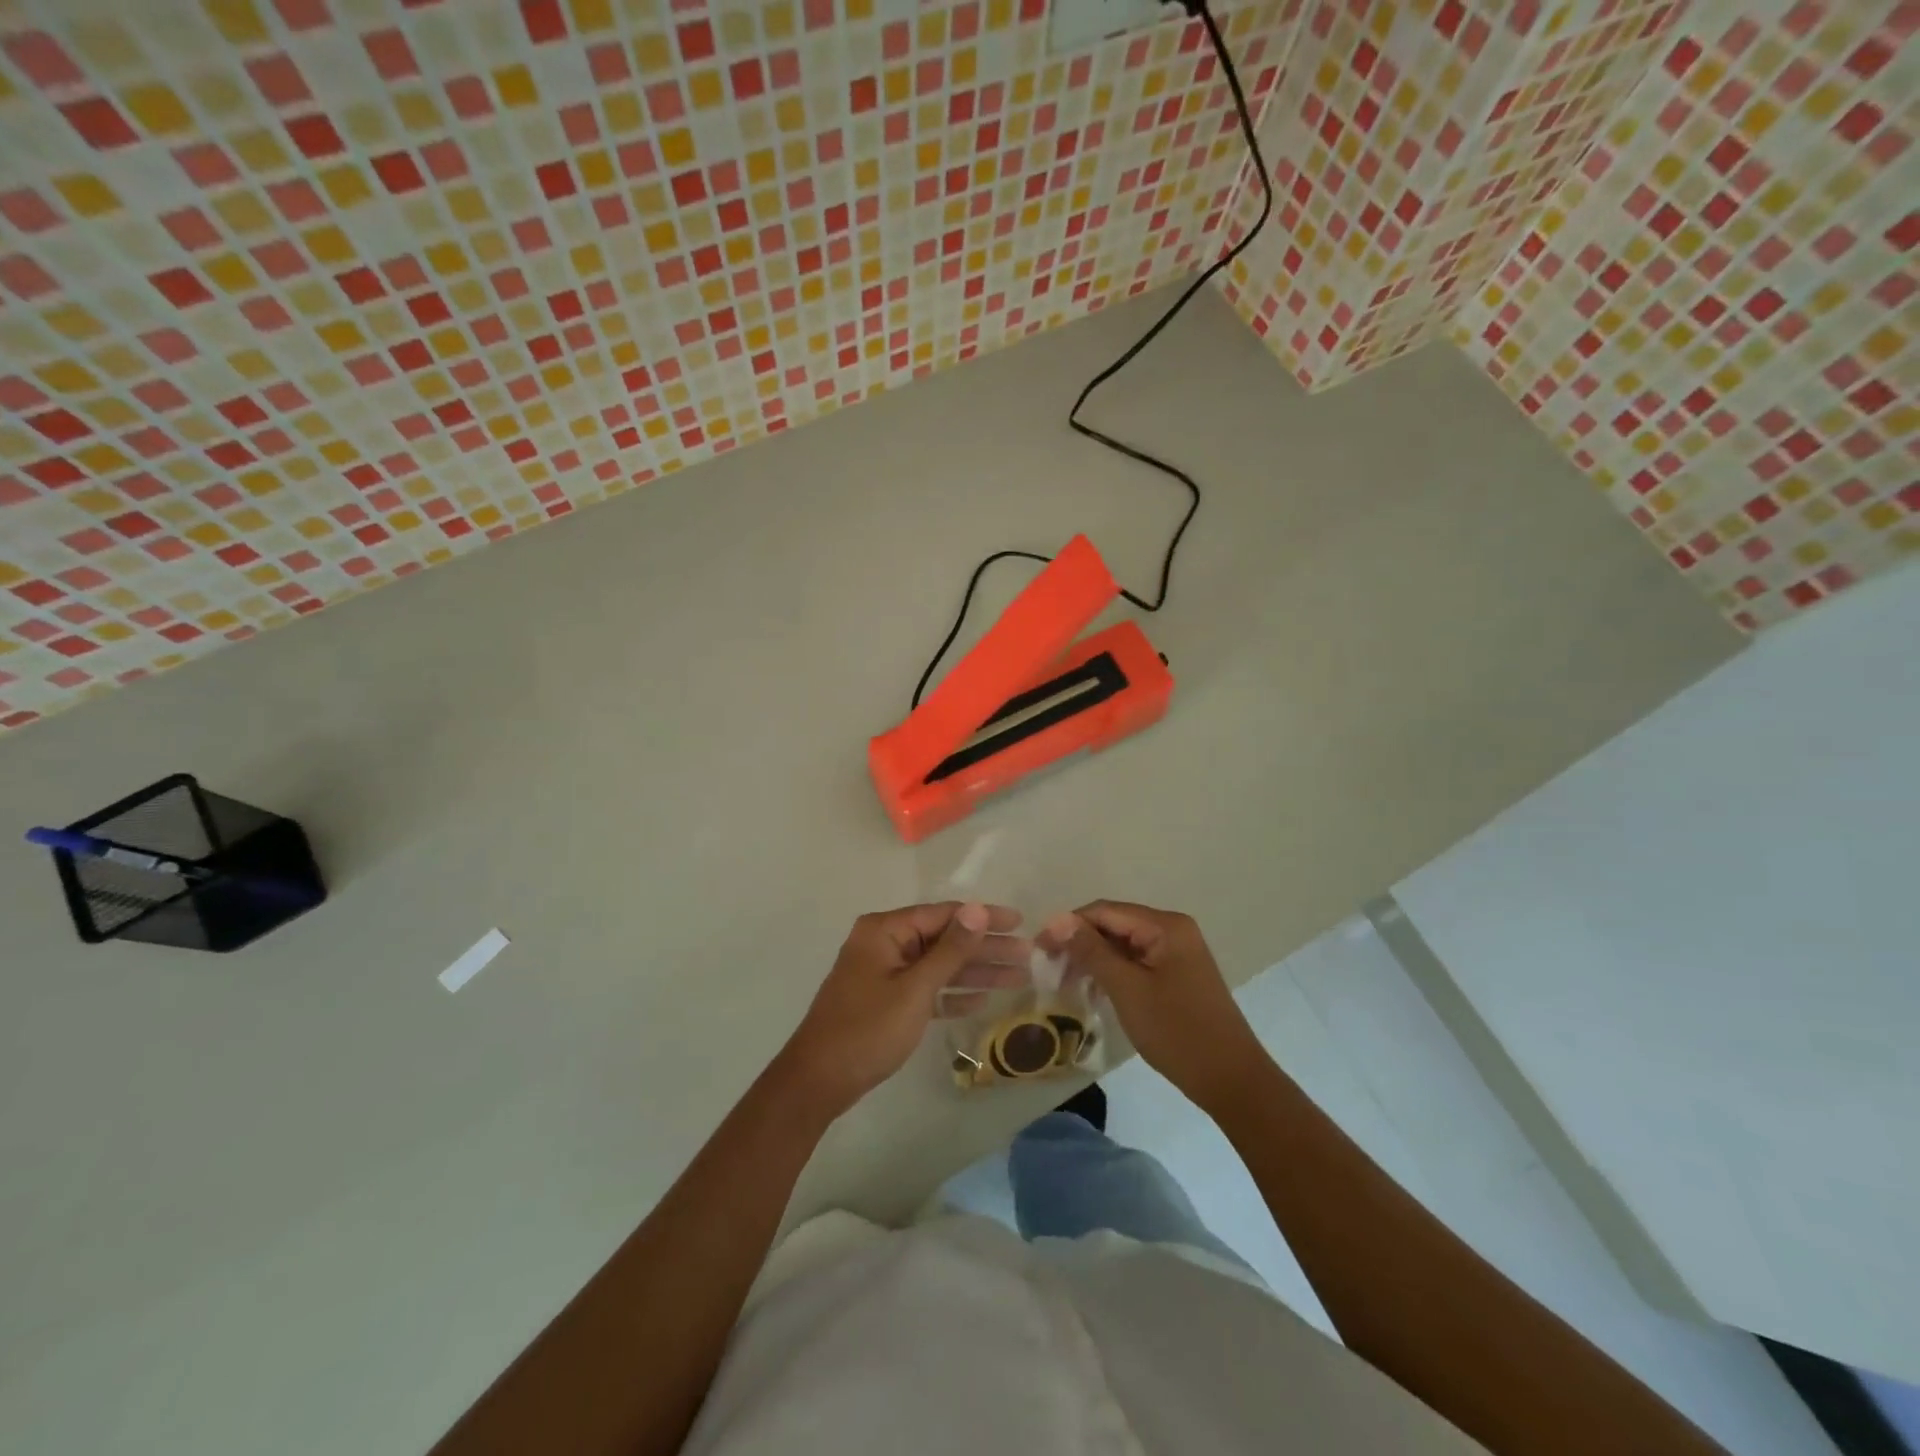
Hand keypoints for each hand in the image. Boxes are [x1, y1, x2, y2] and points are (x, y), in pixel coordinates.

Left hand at [778, 902, 1027, 1114]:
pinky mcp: (885, 1000)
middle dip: (985, 948)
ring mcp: (884, 972)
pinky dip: (950, 993)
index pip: (944, 914)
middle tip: (1028, 955)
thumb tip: (978, 909)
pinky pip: (925, 988)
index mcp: (885, 930)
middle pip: (944, 939)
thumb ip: (950, 949)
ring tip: (1018, 978)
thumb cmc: (867, 1030)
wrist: (818, 1082)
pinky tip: (981, 1000)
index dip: (984, 918)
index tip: (1020, 922)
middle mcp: (884, 943)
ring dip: (975, 972)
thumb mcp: (915, 988)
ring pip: (938, 966)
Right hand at [1040, 901, 1269, 1111]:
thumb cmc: (1177, 1031)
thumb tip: (1056, 919)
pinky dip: (1113, 972)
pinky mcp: (1178, 974)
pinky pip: (1137, 962)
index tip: (1039, 950)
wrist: (1232, 1081)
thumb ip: (1091, 951)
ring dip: (1094, 960)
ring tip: (1067, 983)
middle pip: (1114, 924)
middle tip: (1050, 971)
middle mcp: (1173, 930)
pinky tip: (1095, 993)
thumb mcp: (1127, 989)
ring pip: (1123, 945)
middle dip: (1080, 943)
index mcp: (1165, 925)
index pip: (1104, 911)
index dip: (1068, 926)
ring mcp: (1178, 952)